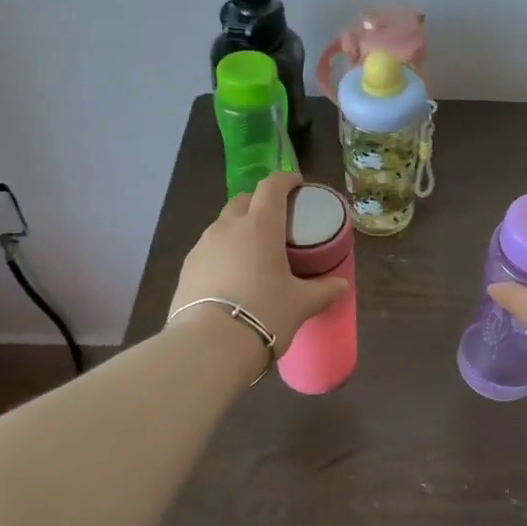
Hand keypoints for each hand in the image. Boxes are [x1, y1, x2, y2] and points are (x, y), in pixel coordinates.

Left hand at [168, 173, 347, 353]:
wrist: (209, 346)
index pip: (272, 186)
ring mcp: (202, 246)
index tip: (297, 184)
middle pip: (243, 200)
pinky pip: (208, 249)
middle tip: (276, 221)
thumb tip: (340, 285)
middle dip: (259, 203)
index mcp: (260, 225)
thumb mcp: (301, 303)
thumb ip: (323, 290)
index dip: (285, 180)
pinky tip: (231, 275)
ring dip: (238, 228)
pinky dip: (222, 252)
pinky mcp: (186, 268)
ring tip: (253, 251)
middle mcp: (228, 227)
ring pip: (223, 225)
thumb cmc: (264, 313)